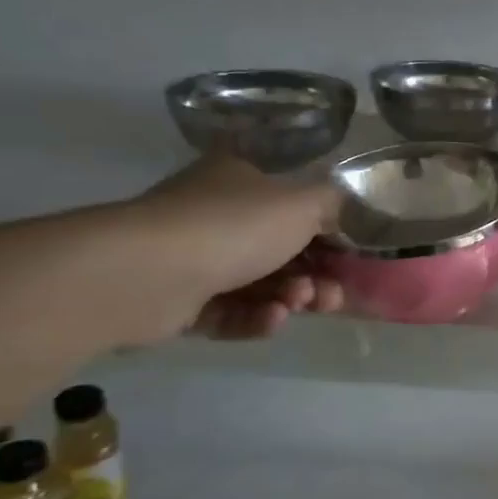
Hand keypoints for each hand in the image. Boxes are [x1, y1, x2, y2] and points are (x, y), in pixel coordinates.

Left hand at [128, 156, 346, 341]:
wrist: (145, 273)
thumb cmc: (233, 226)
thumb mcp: (304, 202)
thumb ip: (337, 205)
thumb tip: (350, 211)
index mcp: (241, 179)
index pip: (294, 204)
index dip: (329, 232)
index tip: (351, 258)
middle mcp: (215, 213)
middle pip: (282, 250)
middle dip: (315, 275)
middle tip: (331, 294)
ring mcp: (194, 258)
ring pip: (260, 283)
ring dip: (291, 297)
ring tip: (299, 304)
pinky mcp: (179, 302)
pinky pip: (231, 311)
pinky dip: (256, 317)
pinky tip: (271, 319)